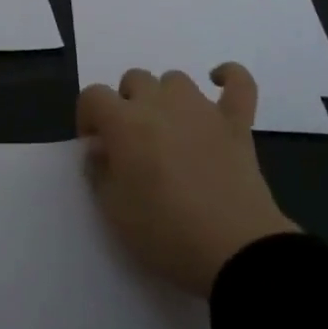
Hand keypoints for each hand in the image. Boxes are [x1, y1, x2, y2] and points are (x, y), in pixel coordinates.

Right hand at [76, 64, 298, 296]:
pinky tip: (219, 82)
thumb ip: (99, 172)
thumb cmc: (165, 233)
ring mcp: (202, 109)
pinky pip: (239, 83)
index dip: (88, 116)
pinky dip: (230, 77)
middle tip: (133, 143)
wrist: (234, 251)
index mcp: (125, 123)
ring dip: (166, 96)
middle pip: (134, 80)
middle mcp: (160, 103)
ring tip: (169, 129)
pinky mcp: (236, 122)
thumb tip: (99, 149)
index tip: (94, 146)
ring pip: (175, 79)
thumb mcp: (114, 212)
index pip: (93, 96)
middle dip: (127, 104)